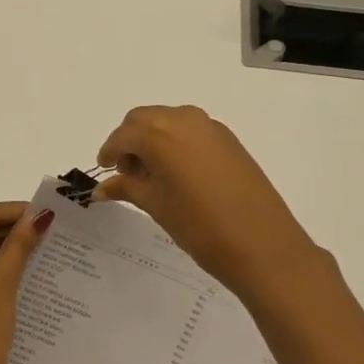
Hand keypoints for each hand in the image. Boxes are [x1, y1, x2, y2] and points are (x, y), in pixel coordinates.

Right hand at [96, 106, 329, 305]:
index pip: (123, 135)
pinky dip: (176, 143)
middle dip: (130, 141)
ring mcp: (210, 127)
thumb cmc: (200, 226)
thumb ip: (126, 188)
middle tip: (128, 174)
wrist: (262, 244)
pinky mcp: (229, 139)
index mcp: (160, 134)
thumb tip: (101, 188)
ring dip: (153, 139)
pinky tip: (178, 173)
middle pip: (144, 119)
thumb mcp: (156, 206)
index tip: (105, 172)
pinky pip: (191, 130)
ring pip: (168, 121)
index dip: (109, 152)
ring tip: (153, 176)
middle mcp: (184, 120)